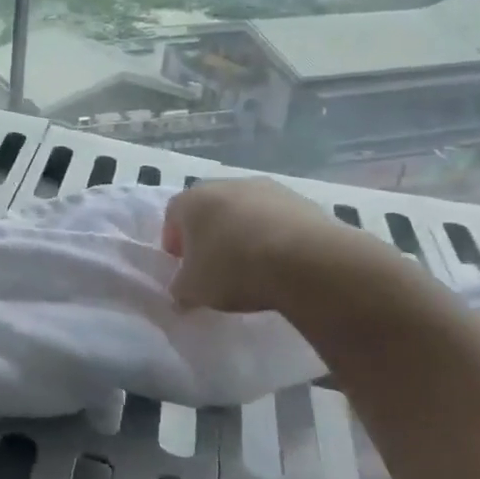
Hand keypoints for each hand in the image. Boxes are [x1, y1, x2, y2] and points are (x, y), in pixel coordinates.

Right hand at [162, 177, 412, 317]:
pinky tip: (281, 262)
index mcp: (193, 200)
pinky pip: (278, 220)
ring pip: (246, 211)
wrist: (306, 261)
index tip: (182, 264)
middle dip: (209, 234)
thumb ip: (180, 290)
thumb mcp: (194, 290)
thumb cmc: (233, 268)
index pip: (172, 214)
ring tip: (252, 265)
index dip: (173, 240)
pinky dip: (275, 236)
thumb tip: (181, 294)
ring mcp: (269, 189)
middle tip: (214, 264)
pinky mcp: (303, 201)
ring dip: (244, 232)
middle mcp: (228, 185)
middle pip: (210, 209)